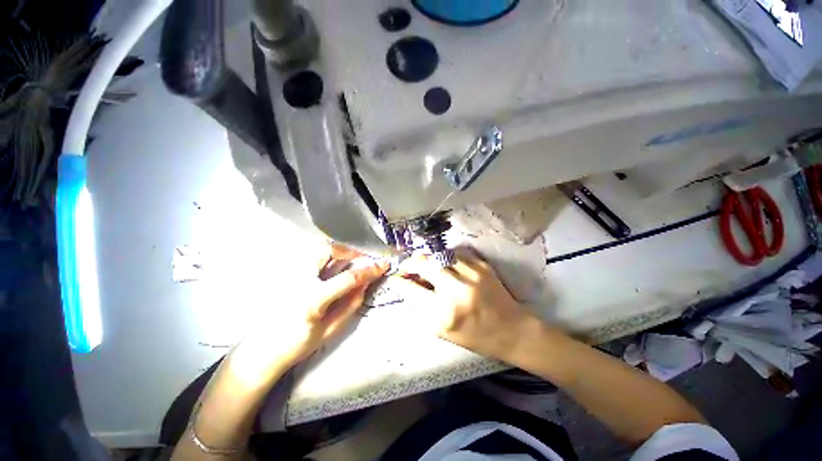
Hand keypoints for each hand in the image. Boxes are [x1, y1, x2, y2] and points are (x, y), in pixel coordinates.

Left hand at [241, 242, 388, 369]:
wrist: (262, 351)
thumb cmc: (296, 345)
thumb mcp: (329, 330)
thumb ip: (350, 304)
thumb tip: (366, 282)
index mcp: (313, 298)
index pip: (348, 277)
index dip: (369, 269)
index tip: (383, 264)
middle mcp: (299, 279)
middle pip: (328, 250)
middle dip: (349, 251)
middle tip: (362, 259)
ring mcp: (290, 274)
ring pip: (317, 249)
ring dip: (338, 252)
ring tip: (349, 261)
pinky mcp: (286, 273)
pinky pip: (310, 256)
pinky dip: (327, 256)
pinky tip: (332, 267)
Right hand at [396, 247, 541, 361]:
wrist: (512, 329)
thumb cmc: (475, 335)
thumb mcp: (443, 331)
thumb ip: (422, 307)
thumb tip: (409, 285)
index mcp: (444, 313)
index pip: (412, 289)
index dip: (400, 281)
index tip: (396, 277)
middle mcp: (456, 290)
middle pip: (424, 264)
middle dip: (411, 263)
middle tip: (408, 267)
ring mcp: (471, 274)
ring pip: (439, 254)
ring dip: (429, 259)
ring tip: (427, 265)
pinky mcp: (482, 265)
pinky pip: (456, 253)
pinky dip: (446, 257)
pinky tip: (446, 264)